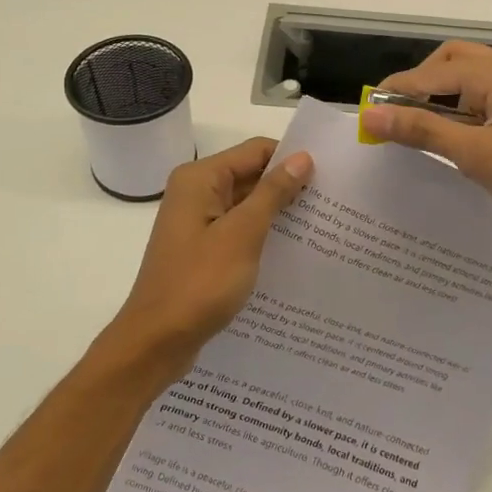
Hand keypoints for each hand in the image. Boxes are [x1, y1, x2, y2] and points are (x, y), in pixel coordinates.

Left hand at [105, 138, 312, 376]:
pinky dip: (263, 235)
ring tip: (323, 225)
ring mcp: (198, 222)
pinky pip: (239, 230)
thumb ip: (273, 193)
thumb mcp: (242, 234)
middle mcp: (196, 192)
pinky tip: (294, 249)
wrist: (157, 341)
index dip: (291, 158)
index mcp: (199, 179)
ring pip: (247, 205)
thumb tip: (302, 158)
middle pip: (251, 175)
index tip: (329, 175)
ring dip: (279, 213)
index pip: (256, 150)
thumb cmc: (199, 283)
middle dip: (288, 187)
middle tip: (334, 202)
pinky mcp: (203, 249)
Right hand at [358, 42, 491, 241]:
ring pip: (475, 78)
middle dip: (422, 86)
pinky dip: (470, 109)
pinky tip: (466, 140)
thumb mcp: (480, 156)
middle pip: (453, 62)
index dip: (397, 93)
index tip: (369, 117)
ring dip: (446, 98)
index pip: (431, 73)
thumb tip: (373, 114)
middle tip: (400, 121)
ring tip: (428, 135)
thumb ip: (425, 132)